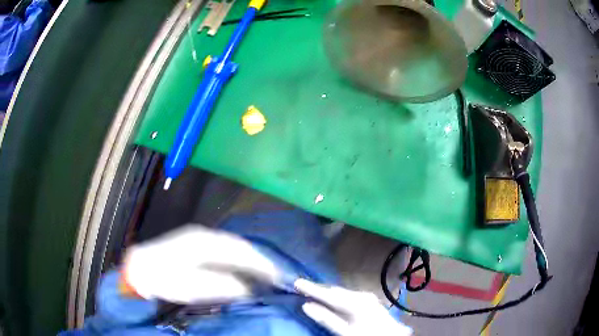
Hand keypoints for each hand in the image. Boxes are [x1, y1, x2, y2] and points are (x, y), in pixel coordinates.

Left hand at [122, 225, 280, 302]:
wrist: (139, 269)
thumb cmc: (164, 280)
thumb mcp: (193, 287)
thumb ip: (222, 286)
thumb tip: (247, 287)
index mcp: (204, 243)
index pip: (241, 251)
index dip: (261, 264)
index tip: (277, 277)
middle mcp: (204, 235)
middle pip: (239, 246)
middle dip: (258, 260)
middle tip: (273, 276)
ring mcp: (198, 237)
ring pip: (231, 246)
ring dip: (247, 259)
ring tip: (261, 273)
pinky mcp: (194, 243)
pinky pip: (223, 249)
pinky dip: (236, 258)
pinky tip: (239, 268)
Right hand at [294, 279, 411, 335]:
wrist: (391, 335)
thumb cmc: (366, 335)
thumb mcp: (345, 331)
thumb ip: (326, 318)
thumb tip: (306, 305)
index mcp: (354, 302)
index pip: (328, 294)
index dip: (311, 288)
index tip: (296, 282)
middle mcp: (361, 295)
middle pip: (335, 291)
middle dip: (318, 289)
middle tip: (302, 287)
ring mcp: (366, 297)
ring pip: (342, 292)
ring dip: (328, 293)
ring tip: (314, 291)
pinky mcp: (369, 301)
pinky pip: (348, 295)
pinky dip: (338, 297)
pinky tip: (332, 299)